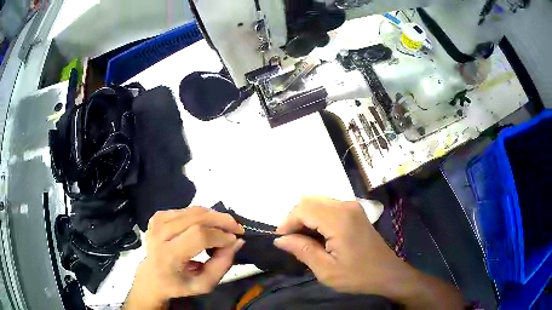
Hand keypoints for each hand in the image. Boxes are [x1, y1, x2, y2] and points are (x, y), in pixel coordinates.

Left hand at [124, 207, 243, 309]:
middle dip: (221, 220)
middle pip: (196, 217)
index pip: (198, 236)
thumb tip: (237, 241)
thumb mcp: (204, 284)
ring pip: (192, 210)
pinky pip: (186, 210)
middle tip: (236, 227)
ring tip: (224, 227)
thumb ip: (222, 264)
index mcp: (168, 256)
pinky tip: (206, 226)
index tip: (235, 240)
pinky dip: (201, 216)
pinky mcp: (158, 216)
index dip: (220, 235)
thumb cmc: (178, 284)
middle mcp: (159, 234)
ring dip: (213, 216)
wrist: (151, 277)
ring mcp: (157, 222)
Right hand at [274, 197, 462, 308]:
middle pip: (309, 201)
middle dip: (295, 218)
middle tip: (290, 240)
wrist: (387, 274)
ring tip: (302, 239)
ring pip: (319, 201)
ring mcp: (353, 207)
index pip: (303, 209)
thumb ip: (302, 250)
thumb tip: (280, 240)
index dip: (287, 222)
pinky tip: (318, 234)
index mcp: (339, 220)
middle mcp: (346, 206)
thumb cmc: (358, 276)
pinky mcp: (356, 212)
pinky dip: (317, 216)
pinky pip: (329, 206)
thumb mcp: (326, 270)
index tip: (281, 240)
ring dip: (305, 217)